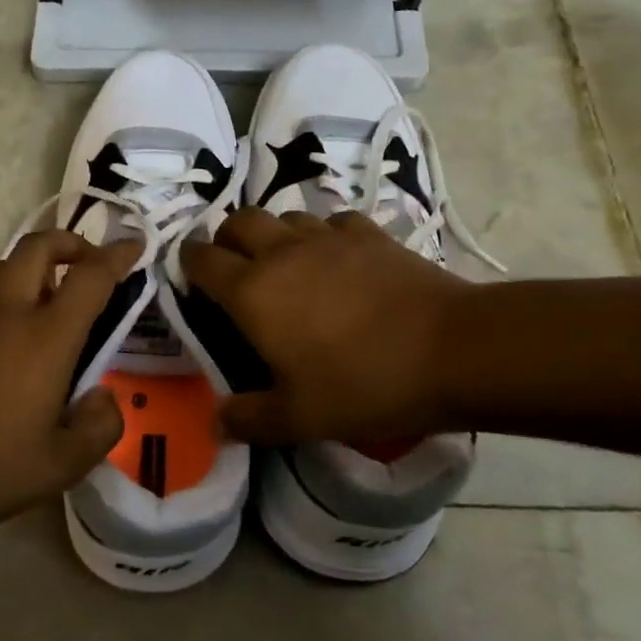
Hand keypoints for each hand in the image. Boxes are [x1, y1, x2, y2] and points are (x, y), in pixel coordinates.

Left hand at [0, 230, 141, 536]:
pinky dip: (9, 287)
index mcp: (46, 336)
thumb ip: (99, 427)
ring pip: (6, 262)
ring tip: (52, 297)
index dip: (117, 256)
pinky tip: (14, 327)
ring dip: (36, 264)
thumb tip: (103, 397)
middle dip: (71, 243)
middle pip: (40, 246)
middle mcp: (9, 310)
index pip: (91, 276)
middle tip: (90, 264)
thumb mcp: (61, 465)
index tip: (135, 246)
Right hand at [180, 208, 468, 445]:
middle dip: (227, 238)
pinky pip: (333, 222)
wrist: (452, 350)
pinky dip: (325, 235)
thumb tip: (214, 424)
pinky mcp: (369, 234)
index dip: (189, 264)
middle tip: (234, 267)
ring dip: (275, 234)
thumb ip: (248, 419)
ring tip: (286, 264)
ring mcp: (328, 237)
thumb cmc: (364, 385)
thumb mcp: (299, 418)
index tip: (190, 277)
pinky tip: (338, 259)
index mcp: (252, 292)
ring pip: (286, 216)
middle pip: (240, 221)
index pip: (202, 260)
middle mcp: (282, 253)